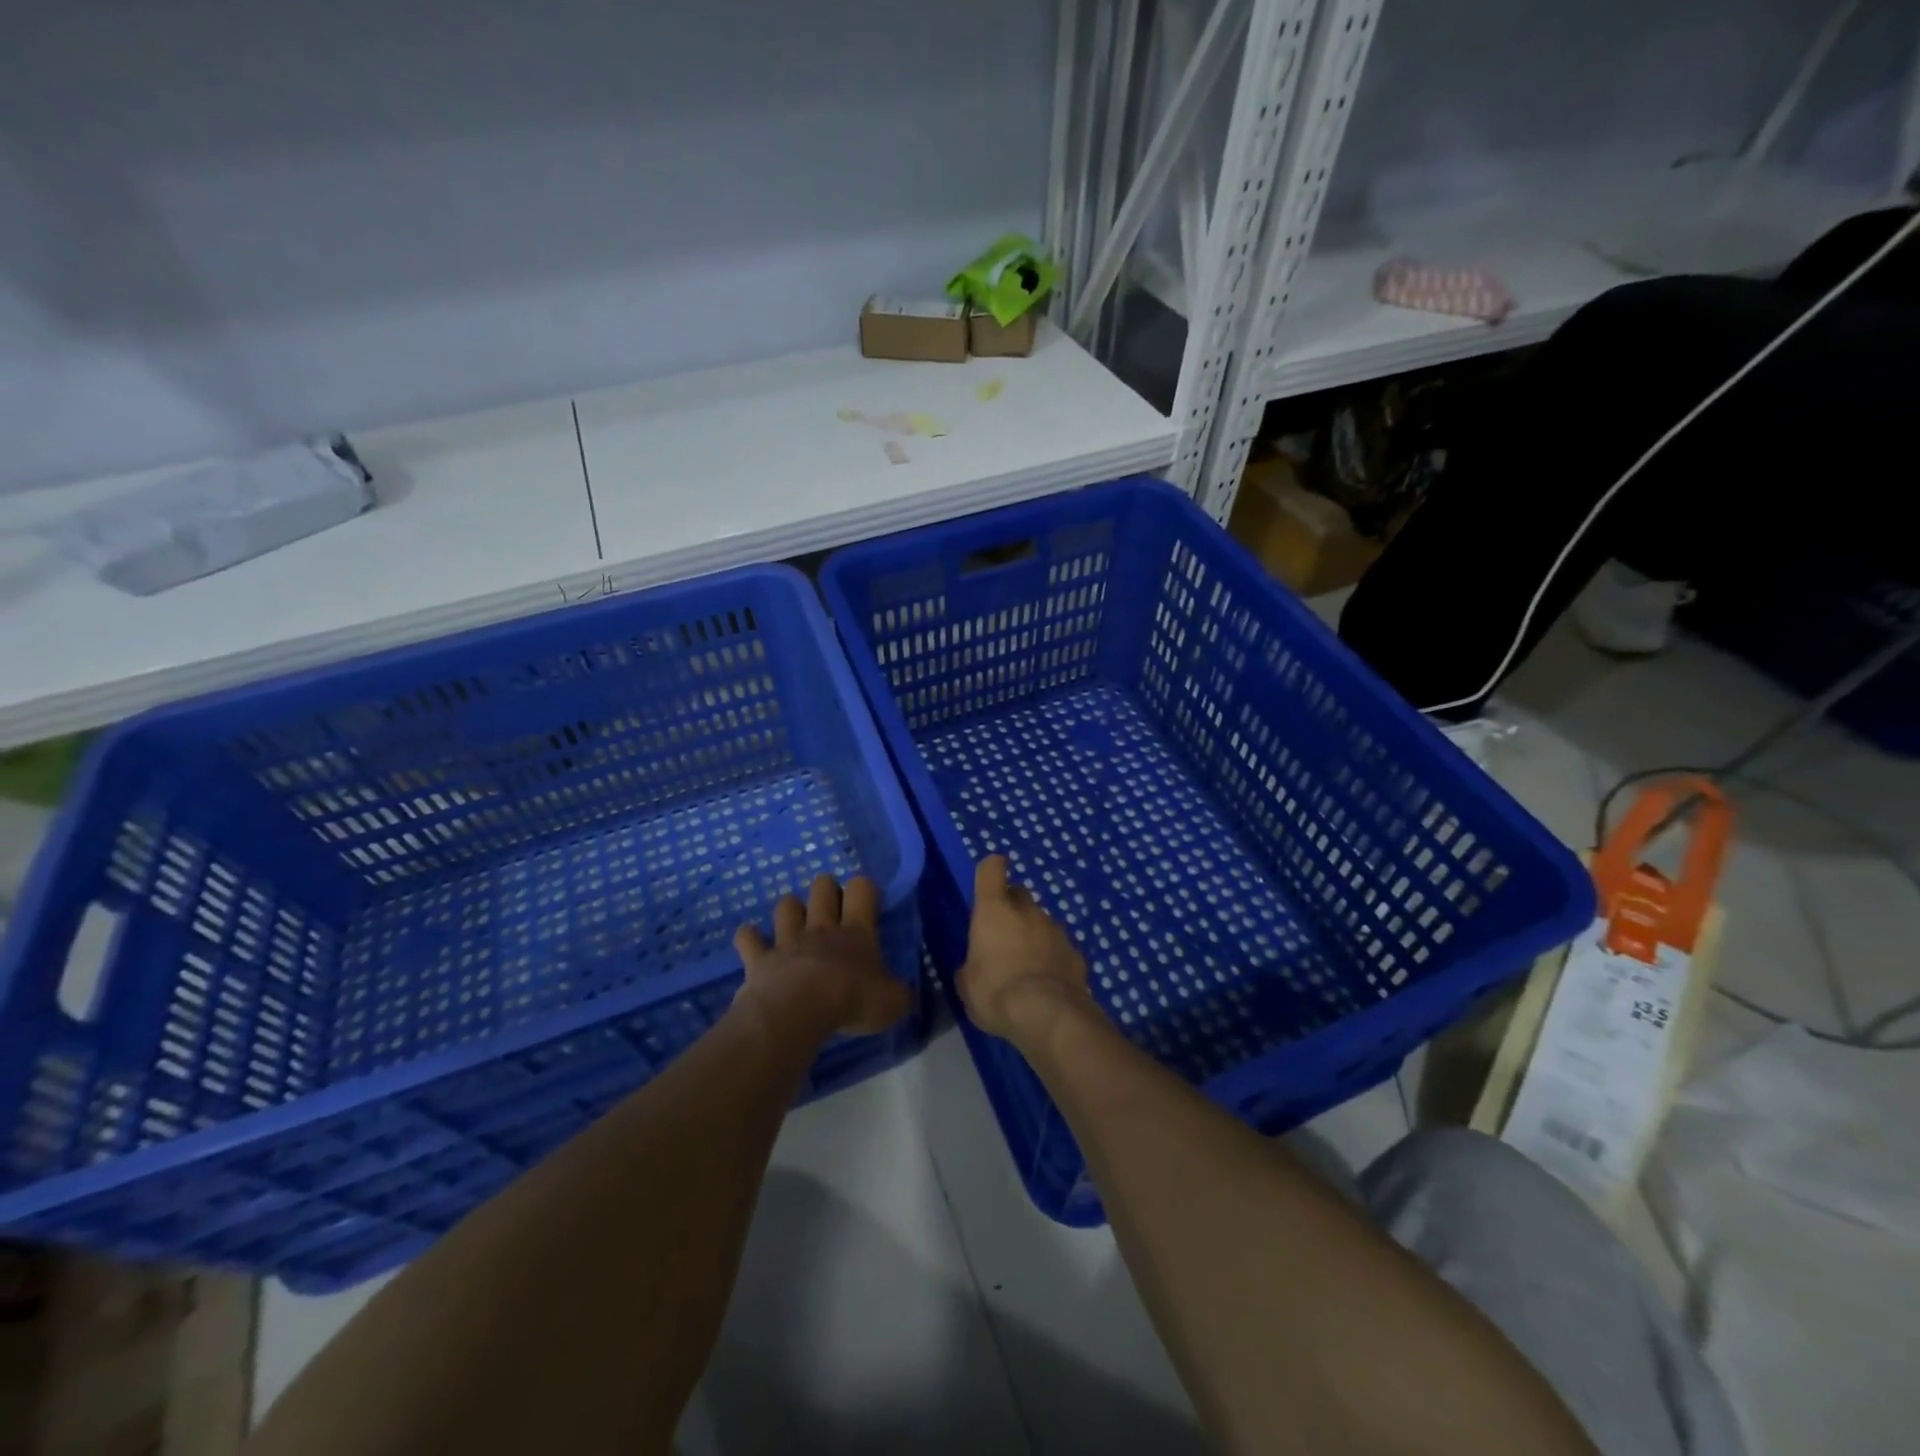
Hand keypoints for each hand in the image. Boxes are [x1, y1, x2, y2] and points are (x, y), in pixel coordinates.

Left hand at [734, 874, 910, 1037]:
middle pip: (822, 886)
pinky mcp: (759, 958)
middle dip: (826, 890)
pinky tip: (753, 943)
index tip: (866, 902)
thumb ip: (900, 994)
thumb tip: (905, 993)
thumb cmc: (850, 1001)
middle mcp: (821, 927)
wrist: (798, 1012)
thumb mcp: (892, 1003)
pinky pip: (748, 938)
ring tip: (795, 925)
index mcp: (856, 932)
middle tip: (832, 910)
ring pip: (786, 905)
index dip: (864, 888)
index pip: (862, 889)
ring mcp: (787, 940)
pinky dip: (750, 938)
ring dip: (791, 910)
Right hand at [957, 856, 1096, 1041]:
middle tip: (1002, 934)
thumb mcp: (967, 985)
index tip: (987, 882)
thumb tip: (974, 966)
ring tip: (1025, 963)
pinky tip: (1047, 981)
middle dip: (1010, 906)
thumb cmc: (996, 993)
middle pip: (1018, 892)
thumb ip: (970, 966)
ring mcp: (1055, 929)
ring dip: (1032, 933)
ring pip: (1041, 920)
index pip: (991, 869)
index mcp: (994, 910)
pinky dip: (1052, 956)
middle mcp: (1027, 911)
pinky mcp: (1075, 952)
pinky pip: (1059, 946)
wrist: (1049, 1015)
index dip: (989, 871)